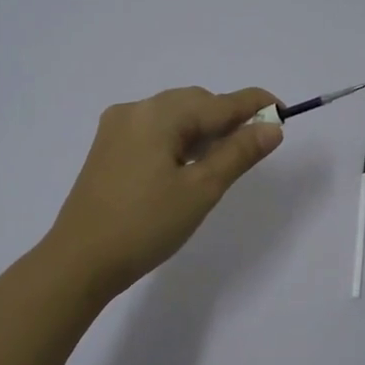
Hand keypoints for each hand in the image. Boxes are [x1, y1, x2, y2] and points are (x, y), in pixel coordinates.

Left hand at [47, 86, 284, 297]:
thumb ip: (238, 153)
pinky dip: (178, 141)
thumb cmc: (146, 226)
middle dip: (227, 118)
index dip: (254, 105)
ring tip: (223, 160)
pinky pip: (153, 132)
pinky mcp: (107, 150)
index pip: (218, 102)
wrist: (80, 261)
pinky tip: (187, 166)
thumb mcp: (201, 190)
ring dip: (202, 130)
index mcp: (158, 114)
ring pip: (173, 117)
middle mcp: (134, 110)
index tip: (285, 112)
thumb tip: (272, 127)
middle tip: (255, 146)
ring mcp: (116, 129)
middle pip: (194, 103)